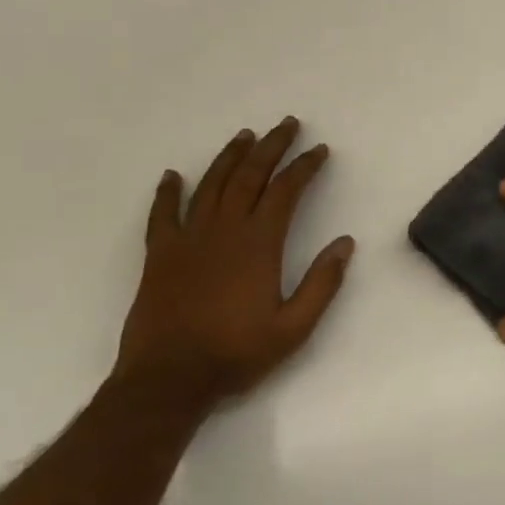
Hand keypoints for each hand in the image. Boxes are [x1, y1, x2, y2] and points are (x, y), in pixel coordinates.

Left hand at [116, 117, 354, 407]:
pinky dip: (167, 192)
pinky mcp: (159, 255)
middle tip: (287, 124)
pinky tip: (173, 175)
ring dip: (230, 157)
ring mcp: (188, 239)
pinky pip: (162, 214)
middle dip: (271, 147)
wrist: (168, 380)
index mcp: (259, 244)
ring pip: (211, 185)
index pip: (286, 191)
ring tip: (245, 135)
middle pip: (250, 176)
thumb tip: (345, 242)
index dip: (304, 166)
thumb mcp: (294, 328)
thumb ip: (322, 283)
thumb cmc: (236, 353)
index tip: (319, 150)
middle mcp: (224, 230)